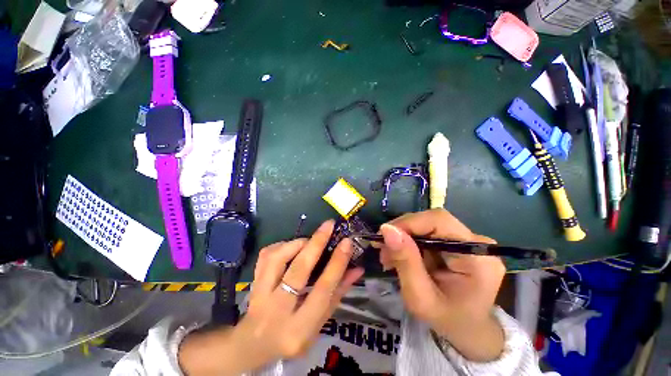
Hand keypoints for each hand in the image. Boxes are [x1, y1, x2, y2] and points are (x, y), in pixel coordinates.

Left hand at [179, 221, 363, 375]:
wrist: (254, 343)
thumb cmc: (294, 335)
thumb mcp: (320, 322)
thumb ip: (338, 293)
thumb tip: (357, 268)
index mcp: (299, 328)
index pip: (323, 289)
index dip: (337, 263)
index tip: (346, 242)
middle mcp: (277, 310)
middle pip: (299, 270)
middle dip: (316, 243)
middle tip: (329, 225)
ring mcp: (260, 295)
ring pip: (278, 258)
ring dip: (297, 243)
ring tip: (309, 240)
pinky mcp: (253, 282)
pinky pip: (266, 255)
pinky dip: (281, 245)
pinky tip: (291, 247)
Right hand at [378, 209, 505, 361]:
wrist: (468, 330)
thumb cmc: (447, 320)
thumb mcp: (420, 298)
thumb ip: (405, 261)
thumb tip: (387, 229)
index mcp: (478, 257)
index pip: (439, 220)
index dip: (409, 223)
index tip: (384, 236)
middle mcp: (477, 242)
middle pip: (431, 221)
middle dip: (402, 232)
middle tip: (382, 250)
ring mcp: (469, 240)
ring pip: (427, 226)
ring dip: (403, 238)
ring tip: (388, 257)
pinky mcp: (459, 242)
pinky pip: (429, 233)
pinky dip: (410, 242)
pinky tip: (401, 255)